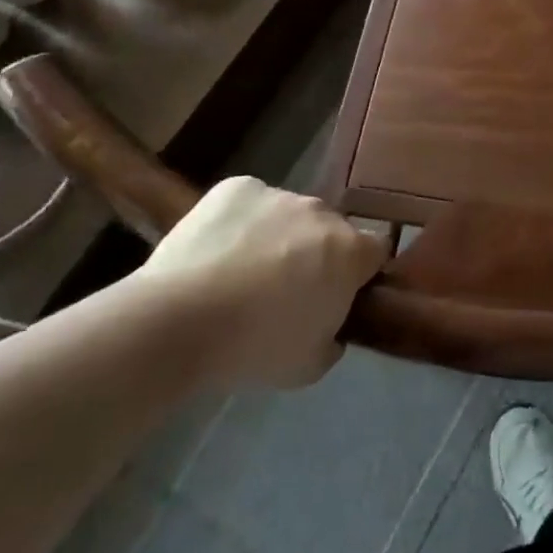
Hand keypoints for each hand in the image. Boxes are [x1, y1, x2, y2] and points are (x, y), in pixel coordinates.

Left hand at [137, 178, 388, 388]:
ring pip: (289, 215)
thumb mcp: (309, 365)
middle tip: (285, 290)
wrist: (176, 322)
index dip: (360, 273)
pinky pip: (251, 202)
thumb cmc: (253, 348)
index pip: (376, 251)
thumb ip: (333, 338)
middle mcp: (322, 212)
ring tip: (240, 273)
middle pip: (331, 230)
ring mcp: (279, 194)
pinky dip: (241, 222)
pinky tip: (217, 251)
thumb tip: (331, 327)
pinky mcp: (237, 187)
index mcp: (350, 251)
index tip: (338, 295)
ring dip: (279, 237)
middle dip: (317, 253)